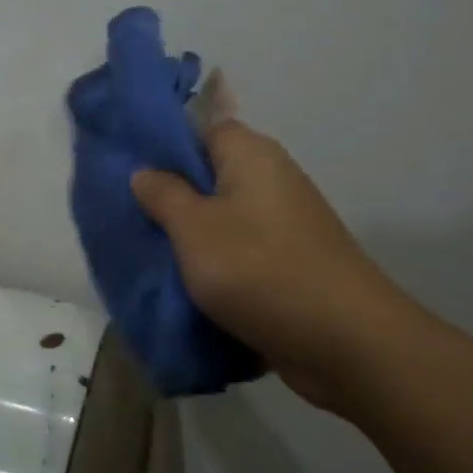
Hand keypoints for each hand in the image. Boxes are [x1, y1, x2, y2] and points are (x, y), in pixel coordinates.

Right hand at [131, 120, 407, 406]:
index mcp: (251, 156)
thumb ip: (163, 194)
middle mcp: (271, 181)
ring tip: (147, 253)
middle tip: (127, 216)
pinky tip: (181, 285)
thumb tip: (145, 171)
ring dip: (188, 238)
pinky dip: (212, 266)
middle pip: (208, 176)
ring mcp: (283, 225)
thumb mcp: (194, 228)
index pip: (200, 128)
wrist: (346, 344)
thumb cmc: (260, 270)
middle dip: (168, 197)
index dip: (163, 145)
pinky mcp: (287, 265)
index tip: (126, 169)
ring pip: (220, 219)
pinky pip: (237, 254)